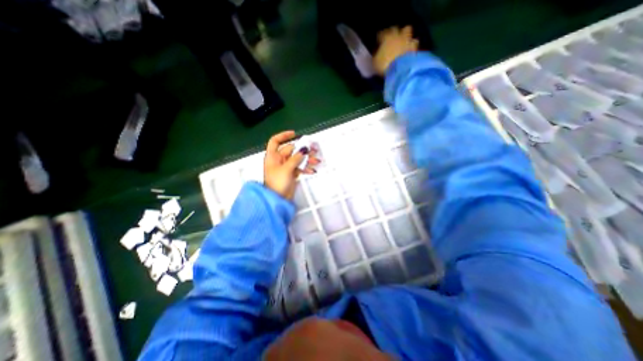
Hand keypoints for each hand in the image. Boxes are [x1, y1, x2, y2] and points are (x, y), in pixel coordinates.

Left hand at [264, 130, 318, 199]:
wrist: (277, 199)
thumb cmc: (277, 183)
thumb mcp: (286, 169)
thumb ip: (296, 158)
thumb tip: (304, 150)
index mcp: (273, 156)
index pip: (276, 141)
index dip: (284, 136)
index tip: (295, 134)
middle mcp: (279, 160)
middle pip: (291, 150)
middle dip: (302, 150)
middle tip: (314, 149)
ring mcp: (286, 167)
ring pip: (297, 159)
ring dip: (307, 159)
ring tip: (317, 160)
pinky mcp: (291, 173)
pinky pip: (299, 167)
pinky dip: (305, 168)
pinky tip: (312, 170)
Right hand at [376, 26, 419, 76]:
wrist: (400, 69)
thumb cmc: (384, 65)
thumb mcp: (375, 62)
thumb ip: (376, 55)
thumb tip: (376, 53)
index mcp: (386, 38)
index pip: (382, 33)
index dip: (380, 37)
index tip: (378, 40)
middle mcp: (398, 35)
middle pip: (396, 28)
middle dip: (393, 32)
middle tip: (391, 38)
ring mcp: (407, 40)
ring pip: (408, 32)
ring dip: (405, 36)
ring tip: (403, 42)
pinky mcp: (415, 48)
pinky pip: (414, 44)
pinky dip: (412, 46)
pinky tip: (410, 50)